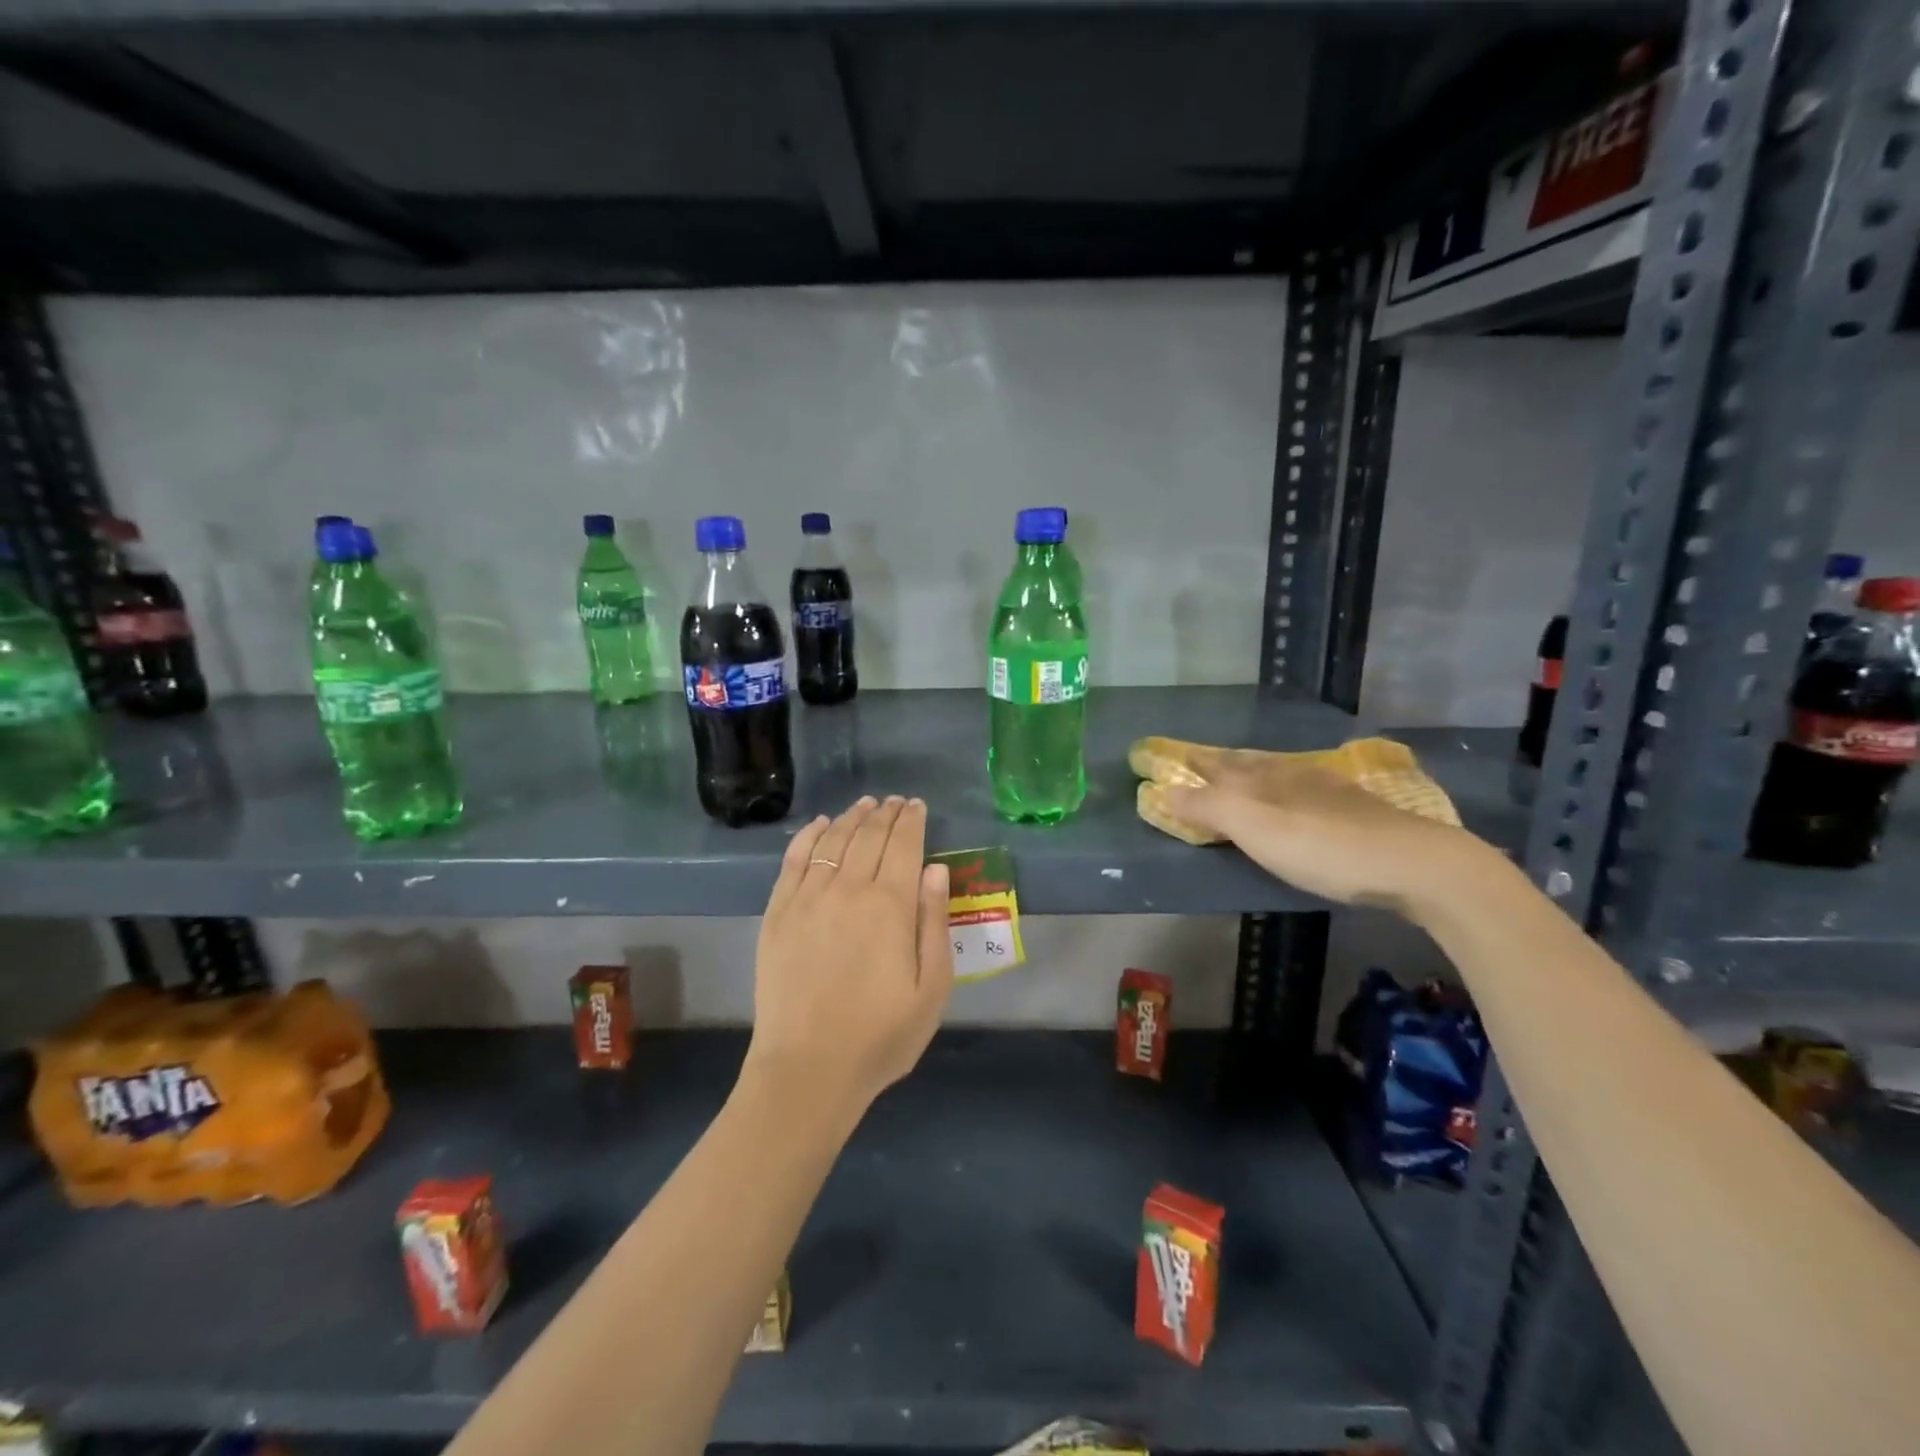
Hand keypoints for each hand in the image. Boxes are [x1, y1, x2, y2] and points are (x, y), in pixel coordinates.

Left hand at [744, 796, 952, 1118]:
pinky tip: (820, 825)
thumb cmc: (881, 1036)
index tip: (916, 805)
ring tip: (865, 805)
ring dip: (852, 818)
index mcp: (891, 905)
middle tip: (895, 801)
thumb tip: (936, 869)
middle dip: (885, 813)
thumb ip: (934, 923)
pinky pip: (794, 860)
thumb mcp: (932, 988)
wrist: (807, 1070)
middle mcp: (848, 889)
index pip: (903, 845)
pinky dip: (809, 836)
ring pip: (833, 840)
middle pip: (869, 836)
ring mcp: (808, 898)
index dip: (911, 820)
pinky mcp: (778, 913)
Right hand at [1168, 762, 1492, 918]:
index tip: (1172, 757)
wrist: (1412, 863)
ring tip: (1245, 781)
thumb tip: (1162, 790)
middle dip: (1223, 764)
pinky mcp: (1358, 812)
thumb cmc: (1320, 845)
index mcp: (1265, 776)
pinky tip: (1300, 803)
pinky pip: (1307, 793)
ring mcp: (1329, 792)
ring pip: (1281, 775)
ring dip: (1256, 776)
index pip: (1219, 764)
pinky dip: (1288, 794)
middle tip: (1202, 765)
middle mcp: (1293, 775)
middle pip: (1249, 765)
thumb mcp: (1253, 826)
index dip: (1194, 762)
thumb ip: (1207, 808)